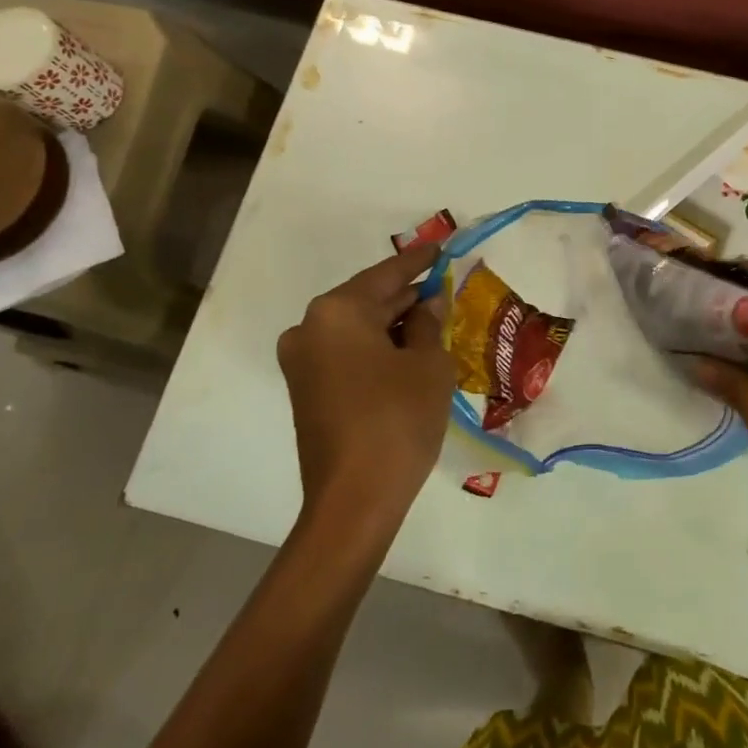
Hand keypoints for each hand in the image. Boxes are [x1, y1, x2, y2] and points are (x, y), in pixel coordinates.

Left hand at [276, 244, 454, 534]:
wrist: (354, 500)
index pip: (386, 274)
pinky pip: (347, 353)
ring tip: (433, 318)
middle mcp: (310, 328)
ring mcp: (303, 362)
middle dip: (406, 295)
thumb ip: (427, 323)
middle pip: (368, 300)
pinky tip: (409, 351)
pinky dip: (377, 348)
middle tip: (444, 286)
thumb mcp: (428, 364)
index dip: (419, 261)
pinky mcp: (307, 391)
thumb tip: (426, 305)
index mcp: (337, 312)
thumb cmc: (397, 419)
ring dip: (393, 324)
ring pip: (357, 329)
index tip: (442, 247)